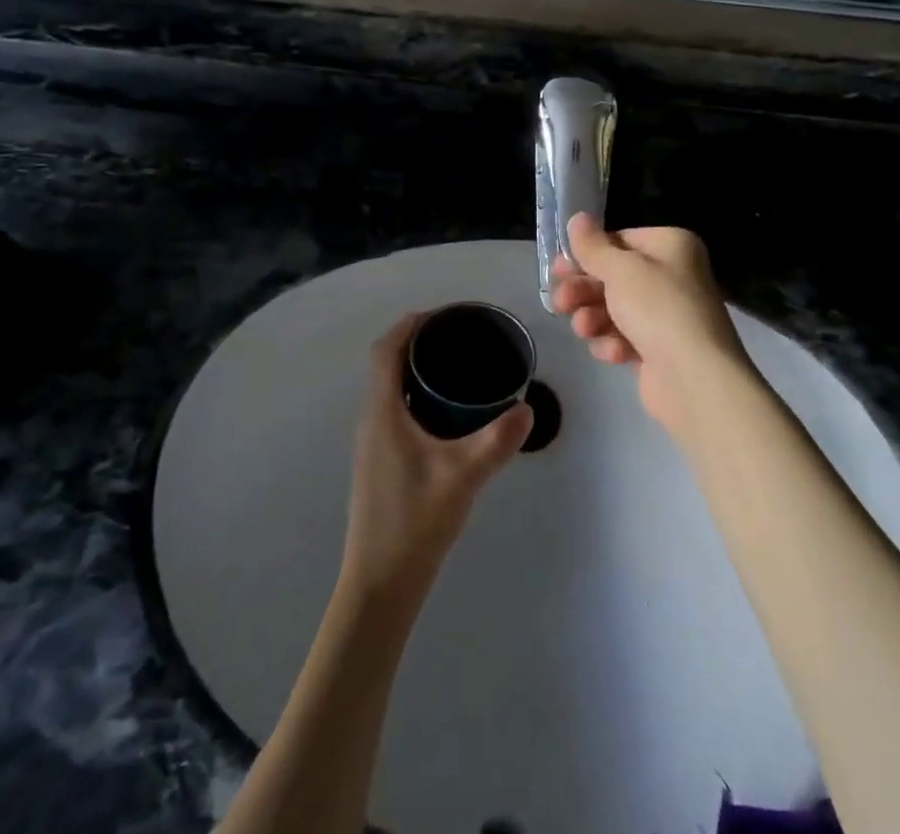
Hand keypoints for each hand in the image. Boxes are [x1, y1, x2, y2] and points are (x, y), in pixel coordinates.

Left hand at [340, 314, 533, 603]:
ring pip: (391, 390)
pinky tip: (448, 415)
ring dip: (417, 370)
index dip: (409, 325)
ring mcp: (373, 443)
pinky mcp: (380, 462)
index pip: (385, 351)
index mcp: (382, 412)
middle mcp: (372, 420)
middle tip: (460, 338)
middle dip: (418, 342)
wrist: (380, 584)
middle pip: (387, 364)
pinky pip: (396, 411)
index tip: (444, 314)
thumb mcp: (462, 477)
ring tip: (459, 367)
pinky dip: (418, 397)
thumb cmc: (414, 522)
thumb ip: (496, 441)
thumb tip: (527, 410)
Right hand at [548, 215, 752, 437]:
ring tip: (583, 329)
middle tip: (560, 301)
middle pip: (613, 276)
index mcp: (670, 246)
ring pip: (613, 309)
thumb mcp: (620, 269)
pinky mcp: (659, 350)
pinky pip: (625, 338)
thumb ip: (592, 246)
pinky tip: (613, 352)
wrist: (696, 379)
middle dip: (583, 290)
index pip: (619, 240)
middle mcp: (672, 276)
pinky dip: (613, 343)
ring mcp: (666, 315)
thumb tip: (577, 218)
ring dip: (593, 317)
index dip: (587, 255)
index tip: (559, 268)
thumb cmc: (658, 309)